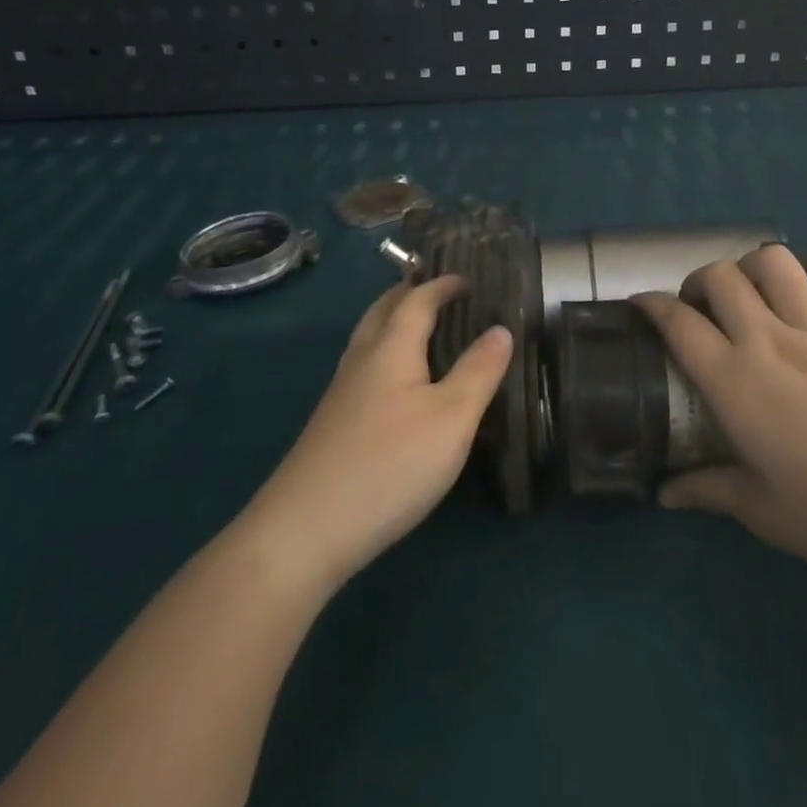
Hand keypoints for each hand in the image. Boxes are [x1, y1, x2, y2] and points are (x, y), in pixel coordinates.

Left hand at [244, 277, 510, 593]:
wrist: (306, 529)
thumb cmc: (390, 463)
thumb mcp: (452, 418)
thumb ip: (479, 371)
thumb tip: (500, 329)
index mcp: (390, 348)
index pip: (416, 300)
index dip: (441, 285)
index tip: (465, 278)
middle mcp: (361, 361)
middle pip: (382, 312)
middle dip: (408, 294)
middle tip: (436, 290)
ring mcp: (341, 394)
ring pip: (368, 340)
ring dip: (393, 323)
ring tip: (419, 328)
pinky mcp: (333, 424)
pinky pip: (364, 368)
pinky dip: (386, 354)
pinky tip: (397, 385)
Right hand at [633, 243, 806, 590]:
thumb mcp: (764, 513)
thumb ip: (708, 491)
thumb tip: (664, 493)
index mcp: (738, 384)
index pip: (678, 324)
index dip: (651, 306)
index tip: (641, 305)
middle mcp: (774, 341)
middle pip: (720, 277)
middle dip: (698, 281)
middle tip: (701, 307)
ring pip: (776, 262)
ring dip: (754, 265)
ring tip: (754, 289)